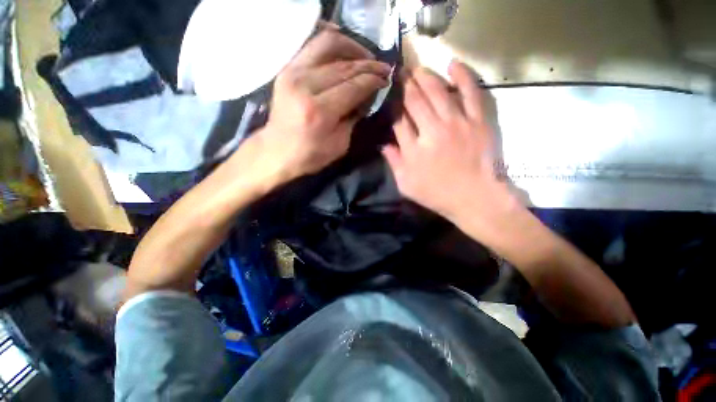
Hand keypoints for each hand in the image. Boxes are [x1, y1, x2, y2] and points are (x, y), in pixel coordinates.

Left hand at [255, 24, 390, 181]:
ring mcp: (293, 73)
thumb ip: (354, 118)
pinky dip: (332, 43)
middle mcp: (306, 86)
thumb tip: (366, 97)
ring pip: (328, 46)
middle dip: (368, 65)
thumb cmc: (310, 155)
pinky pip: (313, 46)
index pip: (354, 86)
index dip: (373, 80)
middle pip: (344, 66)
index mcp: (320, 111)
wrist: (277, 151)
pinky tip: (345, 51)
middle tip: (383, 68)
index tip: (386, 79)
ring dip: (352, 48)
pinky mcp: (287, 69)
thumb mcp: (340, 144)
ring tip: (366, 57)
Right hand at [383, 61, 518, 235]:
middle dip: (405, 86)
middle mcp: (432, 131)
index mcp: (414, 149)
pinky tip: (453, 64)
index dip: (393, 107)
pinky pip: (470, 93)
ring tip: (417, 68)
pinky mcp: (477, 121)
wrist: (473, 197)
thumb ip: (394, 162)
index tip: (390, 98)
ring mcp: (456, 123)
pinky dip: (462, 76)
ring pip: (438, 92)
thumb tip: (384, 144)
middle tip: (400, 74)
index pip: (399, 121)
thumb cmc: (436, 194)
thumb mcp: (406, 184)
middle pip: (415, 101)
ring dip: (425, 77)